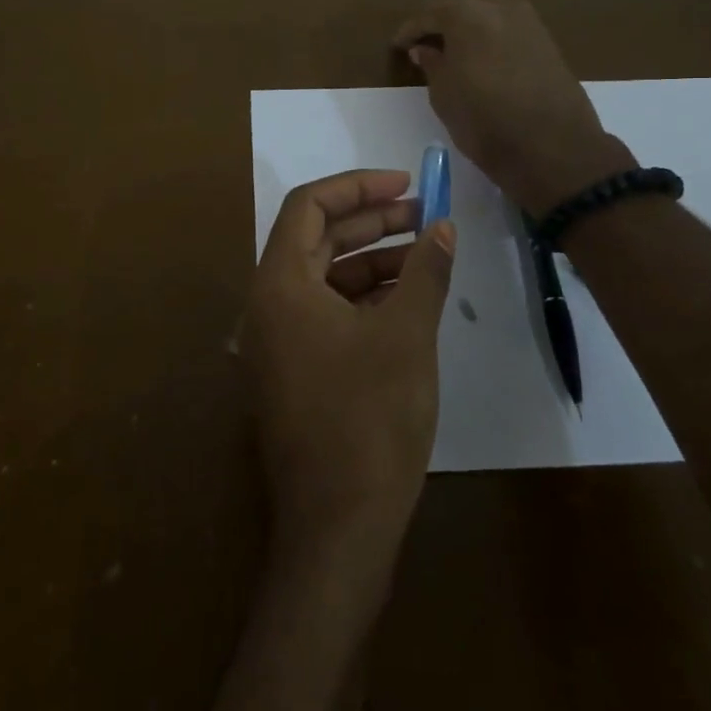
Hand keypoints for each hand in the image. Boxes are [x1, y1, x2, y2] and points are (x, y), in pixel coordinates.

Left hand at [243, 170, 455, 575]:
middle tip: (425, 215)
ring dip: (372, 259)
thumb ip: (425, 271)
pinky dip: (363, 297)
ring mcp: (277, 339)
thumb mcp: (407, 335)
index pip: (308, 206)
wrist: (338, 527)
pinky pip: (326, 312)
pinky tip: (406, 298)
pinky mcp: (294, 369)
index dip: (357, 186)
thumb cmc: (369, 420)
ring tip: (425, 252)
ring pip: (324, 276)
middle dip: (371, 221)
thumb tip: (442, 227)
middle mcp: (267, 303)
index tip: (405, 183)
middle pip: (316, 238)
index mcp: (279, 283)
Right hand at [393, 0, 634, 215]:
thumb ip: (432, 64)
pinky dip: (490, 31)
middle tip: (424, 42)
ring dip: (468, 22)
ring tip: (453, 47)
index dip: (410, 30)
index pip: (429, 13)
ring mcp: (528, 20)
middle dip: (440, 18)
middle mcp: (499, 6)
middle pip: (461, 1)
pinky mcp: (546, 39)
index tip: (398, 46)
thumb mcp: (444, 95)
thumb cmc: (485, 121)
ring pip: (488, 8)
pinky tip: (482, 53)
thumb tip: (425, 48)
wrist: (553, 147)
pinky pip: (508, 23)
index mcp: (467, 14)